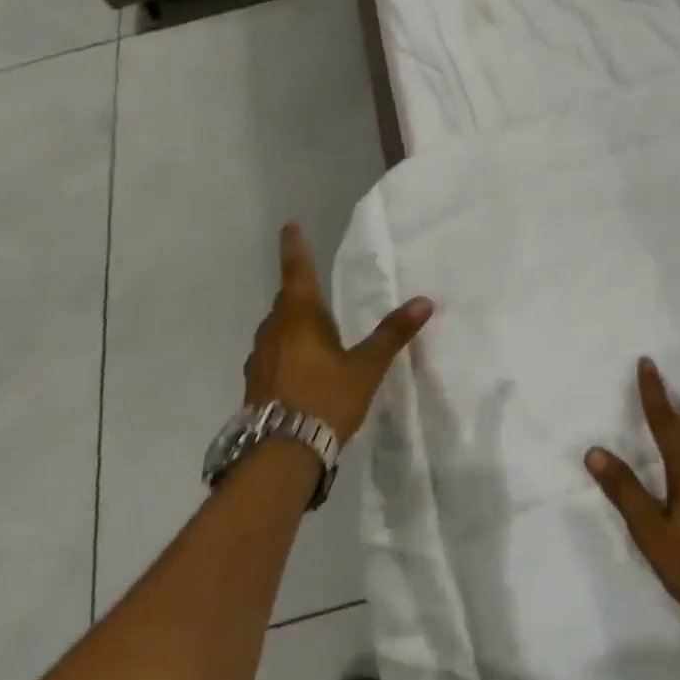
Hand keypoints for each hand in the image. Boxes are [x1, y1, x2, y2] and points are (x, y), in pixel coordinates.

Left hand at [243, 223, 432, 443]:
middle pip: (286, 302)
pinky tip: (300, 370)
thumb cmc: (325, 399)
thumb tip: (425, 302)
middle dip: (300, 293)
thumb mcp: (366, 367)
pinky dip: (286, 351)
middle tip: (316, 290)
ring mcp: (259, 358)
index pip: (296, 271)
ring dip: (292, 325)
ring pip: (276, 329)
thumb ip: (392, 334)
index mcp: (299, 318)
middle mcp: (273, 331)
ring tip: (314, 334)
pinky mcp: (255, 384)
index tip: (288, 226)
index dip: (294, 247)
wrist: (280, 454)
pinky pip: (272, 354)